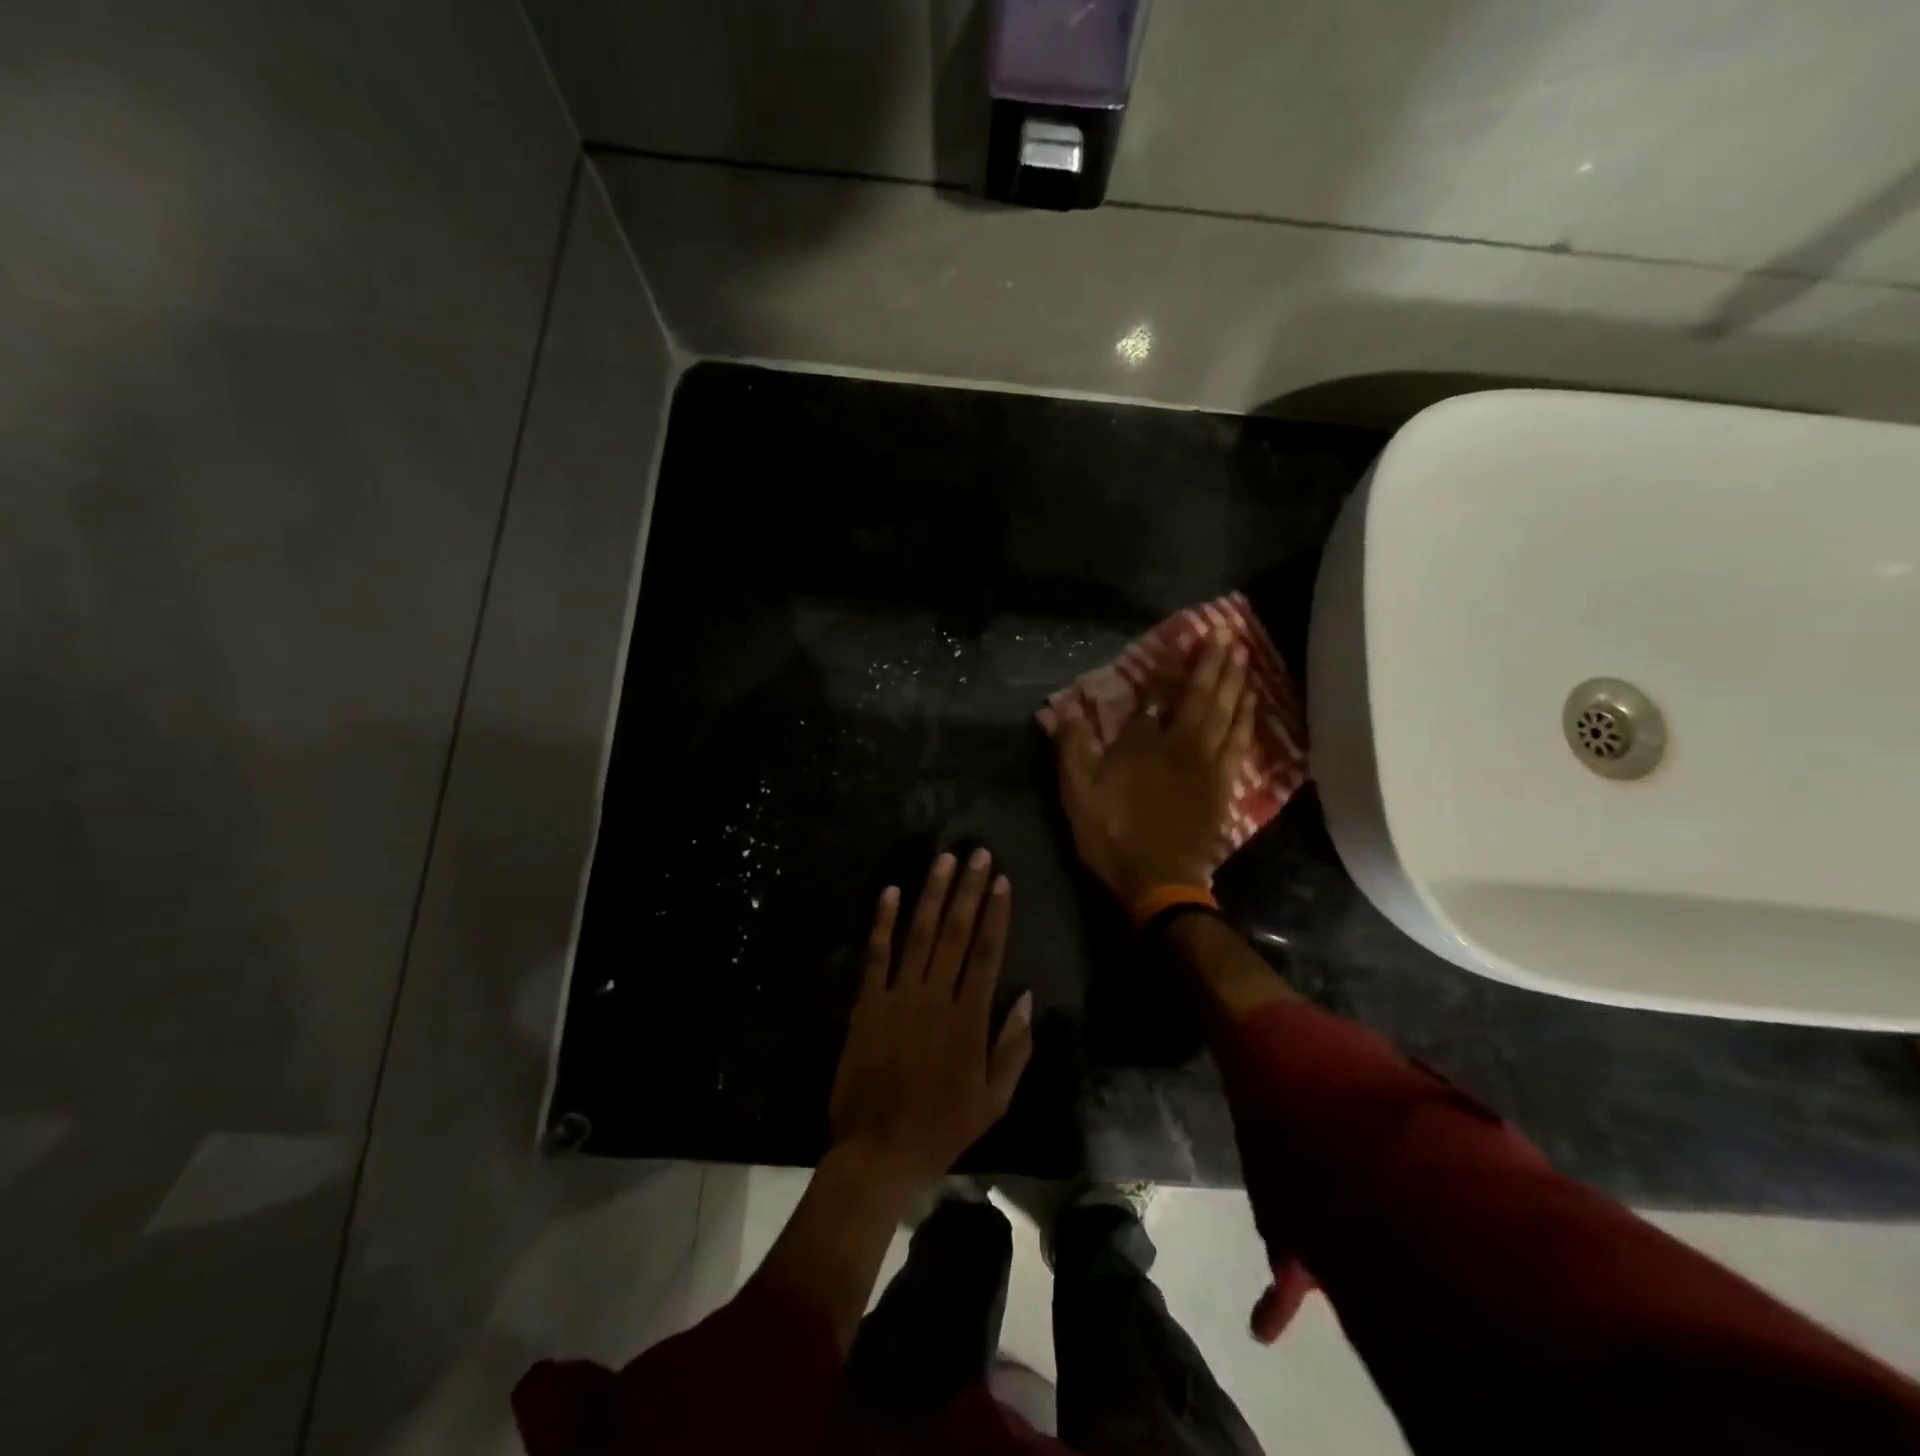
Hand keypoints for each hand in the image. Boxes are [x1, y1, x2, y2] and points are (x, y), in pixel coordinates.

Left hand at [828, 851, 1034, 1191]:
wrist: (878, 1150)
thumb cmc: (942, 1127)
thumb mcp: (994, 1100)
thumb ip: (1013, 1048)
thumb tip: (1026, 998)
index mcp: (969, 1019)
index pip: (987, 952)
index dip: (996, 913)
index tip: (1002, 881)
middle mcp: (935, 997)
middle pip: (956, 932)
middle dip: (969, 890)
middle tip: (978, 854)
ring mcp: (898, 996)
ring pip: (919, 934)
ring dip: (932, 894)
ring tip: (944, 860)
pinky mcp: (867, 1003)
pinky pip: (876, 955)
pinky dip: (882, 922)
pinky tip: (890, 892)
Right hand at [1055, 628, 1254, 905]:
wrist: (1160, 882)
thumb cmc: (1114, 835)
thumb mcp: (1078, 794)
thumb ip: (1073, 748)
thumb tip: (1067, 710)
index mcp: (1148, 744)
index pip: (1158, 699)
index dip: (1168, 671)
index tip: (1180, 643)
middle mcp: (1184, 746)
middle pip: (1203, 697)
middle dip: (1214, 664)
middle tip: (1226, 634)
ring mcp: (1210, 766)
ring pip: (1228, 715)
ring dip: (1236, 682)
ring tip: (1243, 655)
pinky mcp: (1224, 787)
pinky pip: (1240, 743)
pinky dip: (1247, 719)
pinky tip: (1251, 704)